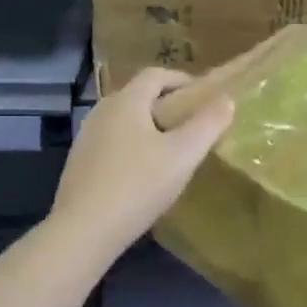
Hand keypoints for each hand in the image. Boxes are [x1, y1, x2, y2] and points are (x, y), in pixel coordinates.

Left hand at [50, 68, 234, 259]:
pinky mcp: (80, 163)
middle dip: (168, 103)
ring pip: (125, 120)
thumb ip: (208, 124)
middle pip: (139, 96)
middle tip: (193, 123)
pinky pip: (113, 142)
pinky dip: (133, 145)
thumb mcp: (183, 155)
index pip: (156, 75)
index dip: (182, 79)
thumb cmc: (138, 185)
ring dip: (150, 126)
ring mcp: (86, 137)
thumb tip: (226, 99)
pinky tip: (144, 172)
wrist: (83, 231)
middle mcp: (102, 111)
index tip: (204, 95)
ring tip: (172, 149)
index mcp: (126, 102)